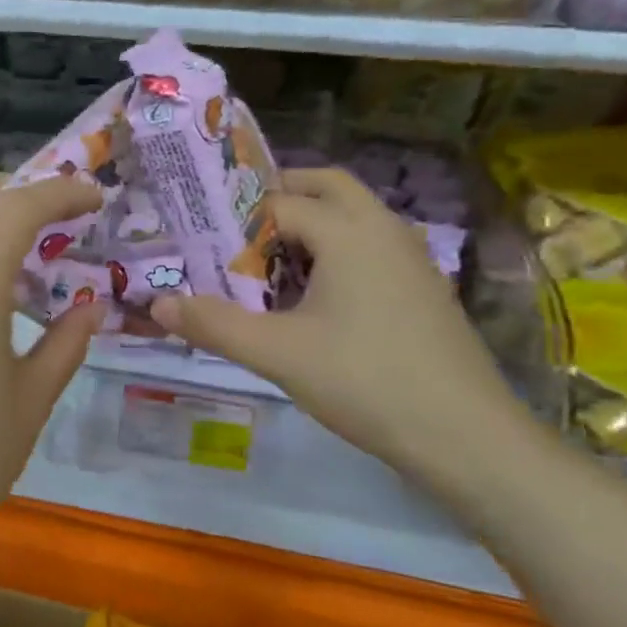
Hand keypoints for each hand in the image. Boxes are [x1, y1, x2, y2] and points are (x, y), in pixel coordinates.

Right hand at [150, 168, 521, 470]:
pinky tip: (311, 299)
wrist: (468, 439)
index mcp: (350, 231)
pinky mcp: (422, 288)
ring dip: (308, 225)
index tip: (201, 244)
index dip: (236, 220)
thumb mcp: (277, 353)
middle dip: (278, 198)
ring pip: (352, 216)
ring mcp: (410, 259)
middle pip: (325, 186)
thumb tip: (158, 303)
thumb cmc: (367, 382)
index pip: (278, 202)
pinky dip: (334, 251)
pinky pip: (369, 246)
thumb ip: (213, 324)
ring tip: (265, 264)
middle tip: (236, 231)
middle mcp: (384, 229)